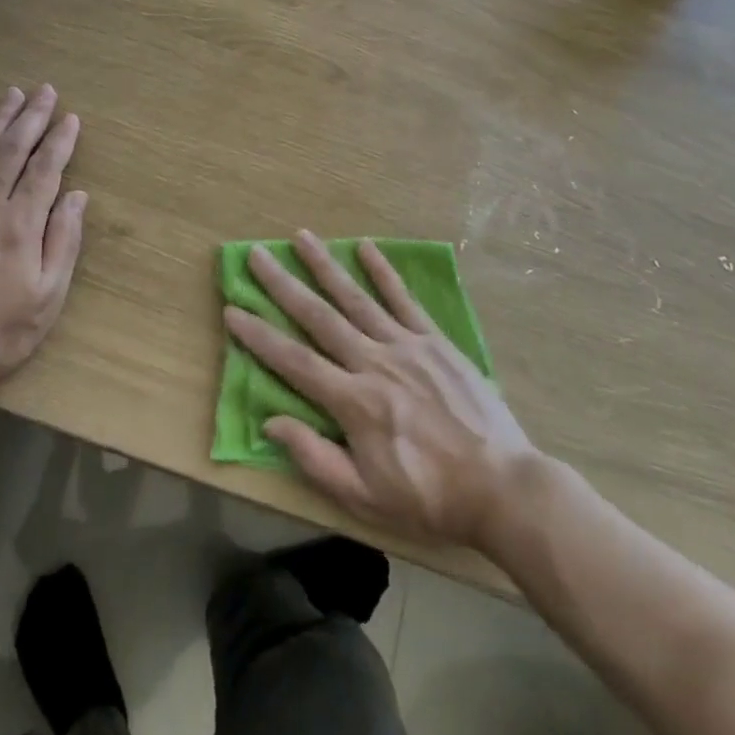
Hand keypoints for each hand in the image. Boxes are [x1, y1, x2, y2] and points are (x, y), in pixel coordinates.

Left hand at [0, 84, 84, 391]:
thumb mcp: (47, 298)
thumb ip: (64, 242)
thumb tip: (77, 197)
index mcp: (21, 224)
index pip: (45, 169)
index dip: (60, 141)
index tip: (71, 118)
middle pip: (13, 150)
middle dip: (32, 117)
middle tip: (45, 90)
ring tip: (12, 94)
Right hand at [225, 231, 542, 552]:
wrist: (502, 487)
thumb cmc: (429, 497)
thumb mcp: (365, 497)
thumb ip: (315, 458)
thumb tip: (271, 421)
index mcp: (353, 402)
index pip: (293, 361)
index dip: (259, 336)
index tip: (232, 310)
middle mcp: (373, 362)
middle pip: (319, 316)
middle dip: (283, 284)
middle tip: (256, 254)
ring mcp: (406, 345)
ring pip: (356, 298)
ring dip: (326, 266)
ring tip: (301, 237)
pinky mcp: (435, 340)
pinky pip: (404, 299)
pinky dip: (383, 272)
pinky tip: (366, 248)